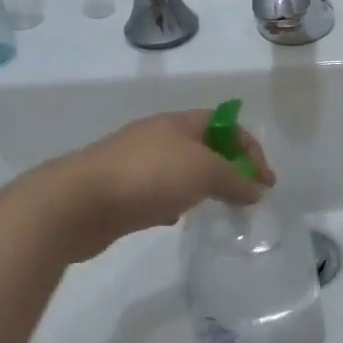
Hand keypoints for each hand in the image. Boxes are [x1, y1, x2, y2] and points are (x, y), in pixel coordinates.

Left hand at [42, 109, 273, 261]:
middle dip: (228, 167)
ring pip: (180, 170)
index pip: (226, 124)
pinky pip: (157, 191)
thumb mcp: (204, 171)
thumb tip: (256, 189)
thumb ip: (235, 179)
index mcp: (179, 122)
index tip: (266, 182)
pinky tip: (173, 219)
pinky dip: (173, 202)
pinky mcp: (119, 190)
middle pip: (204, 146)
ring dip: (201, 186)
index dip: (250, 149)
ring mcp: (136, 162)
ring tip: (214, 209)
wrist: (76, 203)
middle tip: (245, 196)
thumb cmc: (148, 176)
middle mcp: (158, 136)